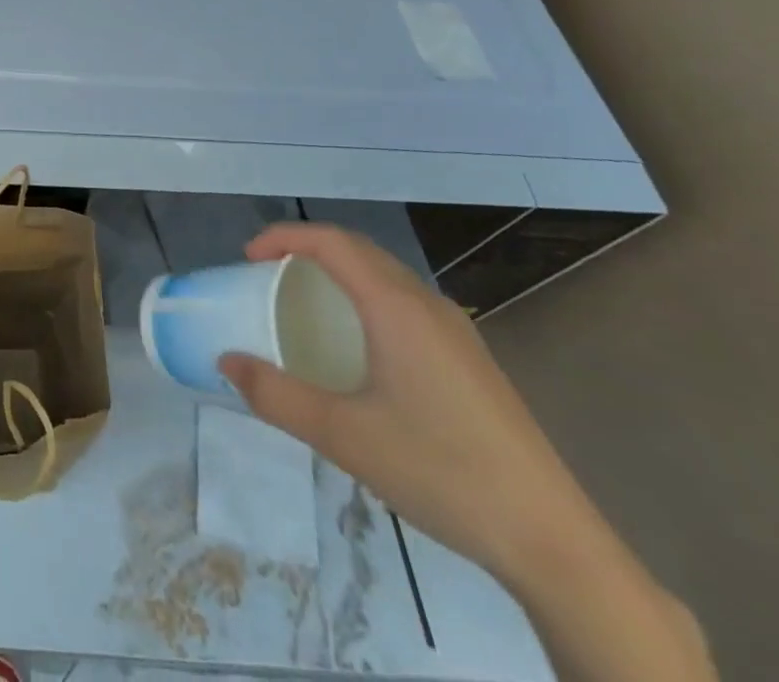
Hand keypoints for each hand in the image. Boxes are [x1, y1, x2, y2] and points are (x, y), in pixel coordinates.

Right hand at [216, 223, 603, 587]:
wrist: (553, 541)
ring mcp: (457, 332)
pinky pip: (406, 302)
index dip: (283, 237)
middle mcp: (428, 305)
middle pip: (358, 250)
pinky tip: (359, 347)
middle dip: (307, 249)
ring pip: (386, 276)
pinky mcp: (471, 361)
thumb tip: (226, 363)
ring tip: (304, 303)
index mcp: (396, 307)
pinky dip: (366, 297)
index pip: (331, 241)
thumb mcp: (342, 435)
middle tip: (267, 275)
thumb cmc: (440, 472)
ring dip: (339, 272)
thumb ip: (275, 394)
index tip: (247, 258)